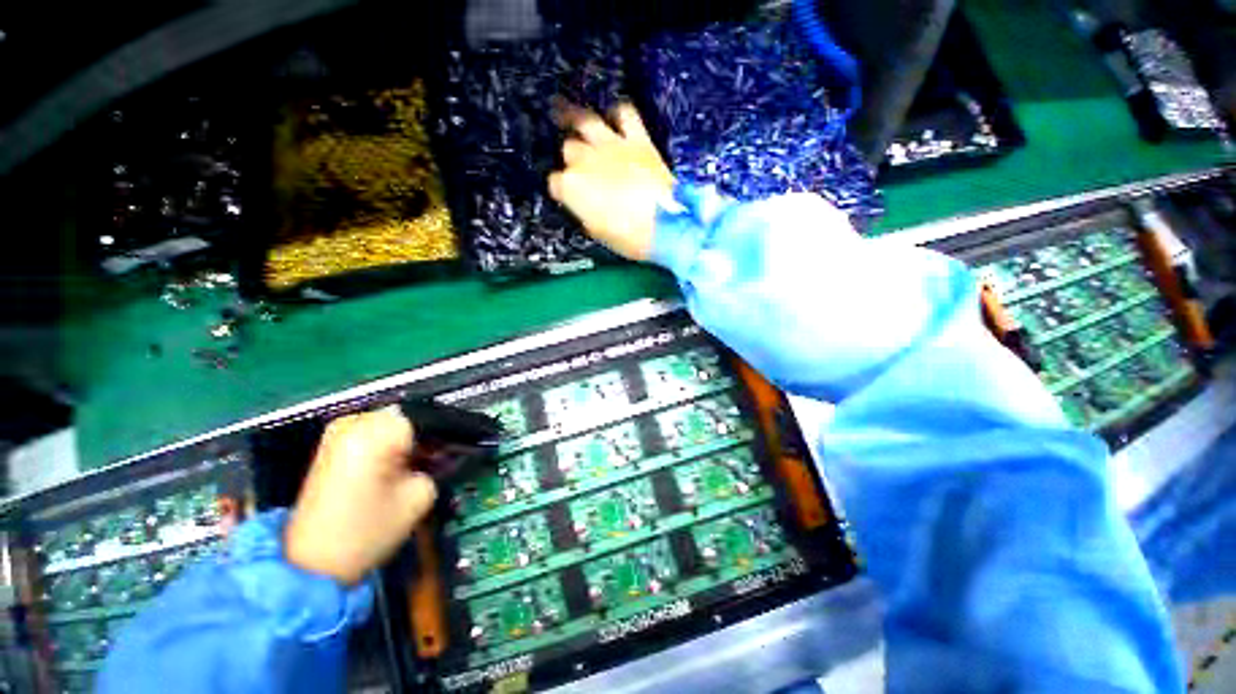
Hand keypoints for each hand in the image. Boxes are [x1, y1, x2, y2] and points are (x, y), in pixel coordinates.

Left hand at [286, 406, 437, 585]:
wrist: (311, 564)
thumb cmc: (368, 531)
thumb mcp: (419, 496)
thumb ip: (439, 465)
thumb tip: (446, 451)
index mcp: (376, 431)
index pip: (428, 417)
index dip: (446, 434)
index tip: (458, 450)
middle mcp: (354, 422)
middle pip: (410, 418)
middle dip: (427, 437)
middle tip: (439, 460)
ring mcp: (338, 432)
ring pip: (393, 425)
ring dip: (410, 441)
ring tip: (419, 465)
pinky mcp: (331, 446)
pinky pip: (374, 434)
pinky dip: (391, 446)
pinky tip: (398, 467)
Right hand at [549, 103, 674, 260]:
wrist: (664, 225)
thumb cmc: (627, 238)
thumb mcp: (597, 232)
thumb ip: (586, 212)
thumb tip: (586, 205)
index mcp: (572, 187)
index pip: (556, 183)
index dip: (562, 189)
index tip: (568, 195)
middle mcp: (585, 160)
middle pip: (569, 149)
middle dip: (572, 158)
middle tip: (579, 165)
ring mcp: (611, 145)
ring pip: (585, 120)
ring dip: (576, 118)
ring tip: (569, 114)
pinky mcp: (637, 139)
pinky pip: (624, 113)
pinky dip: (619, 114)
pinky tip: (616, 118)